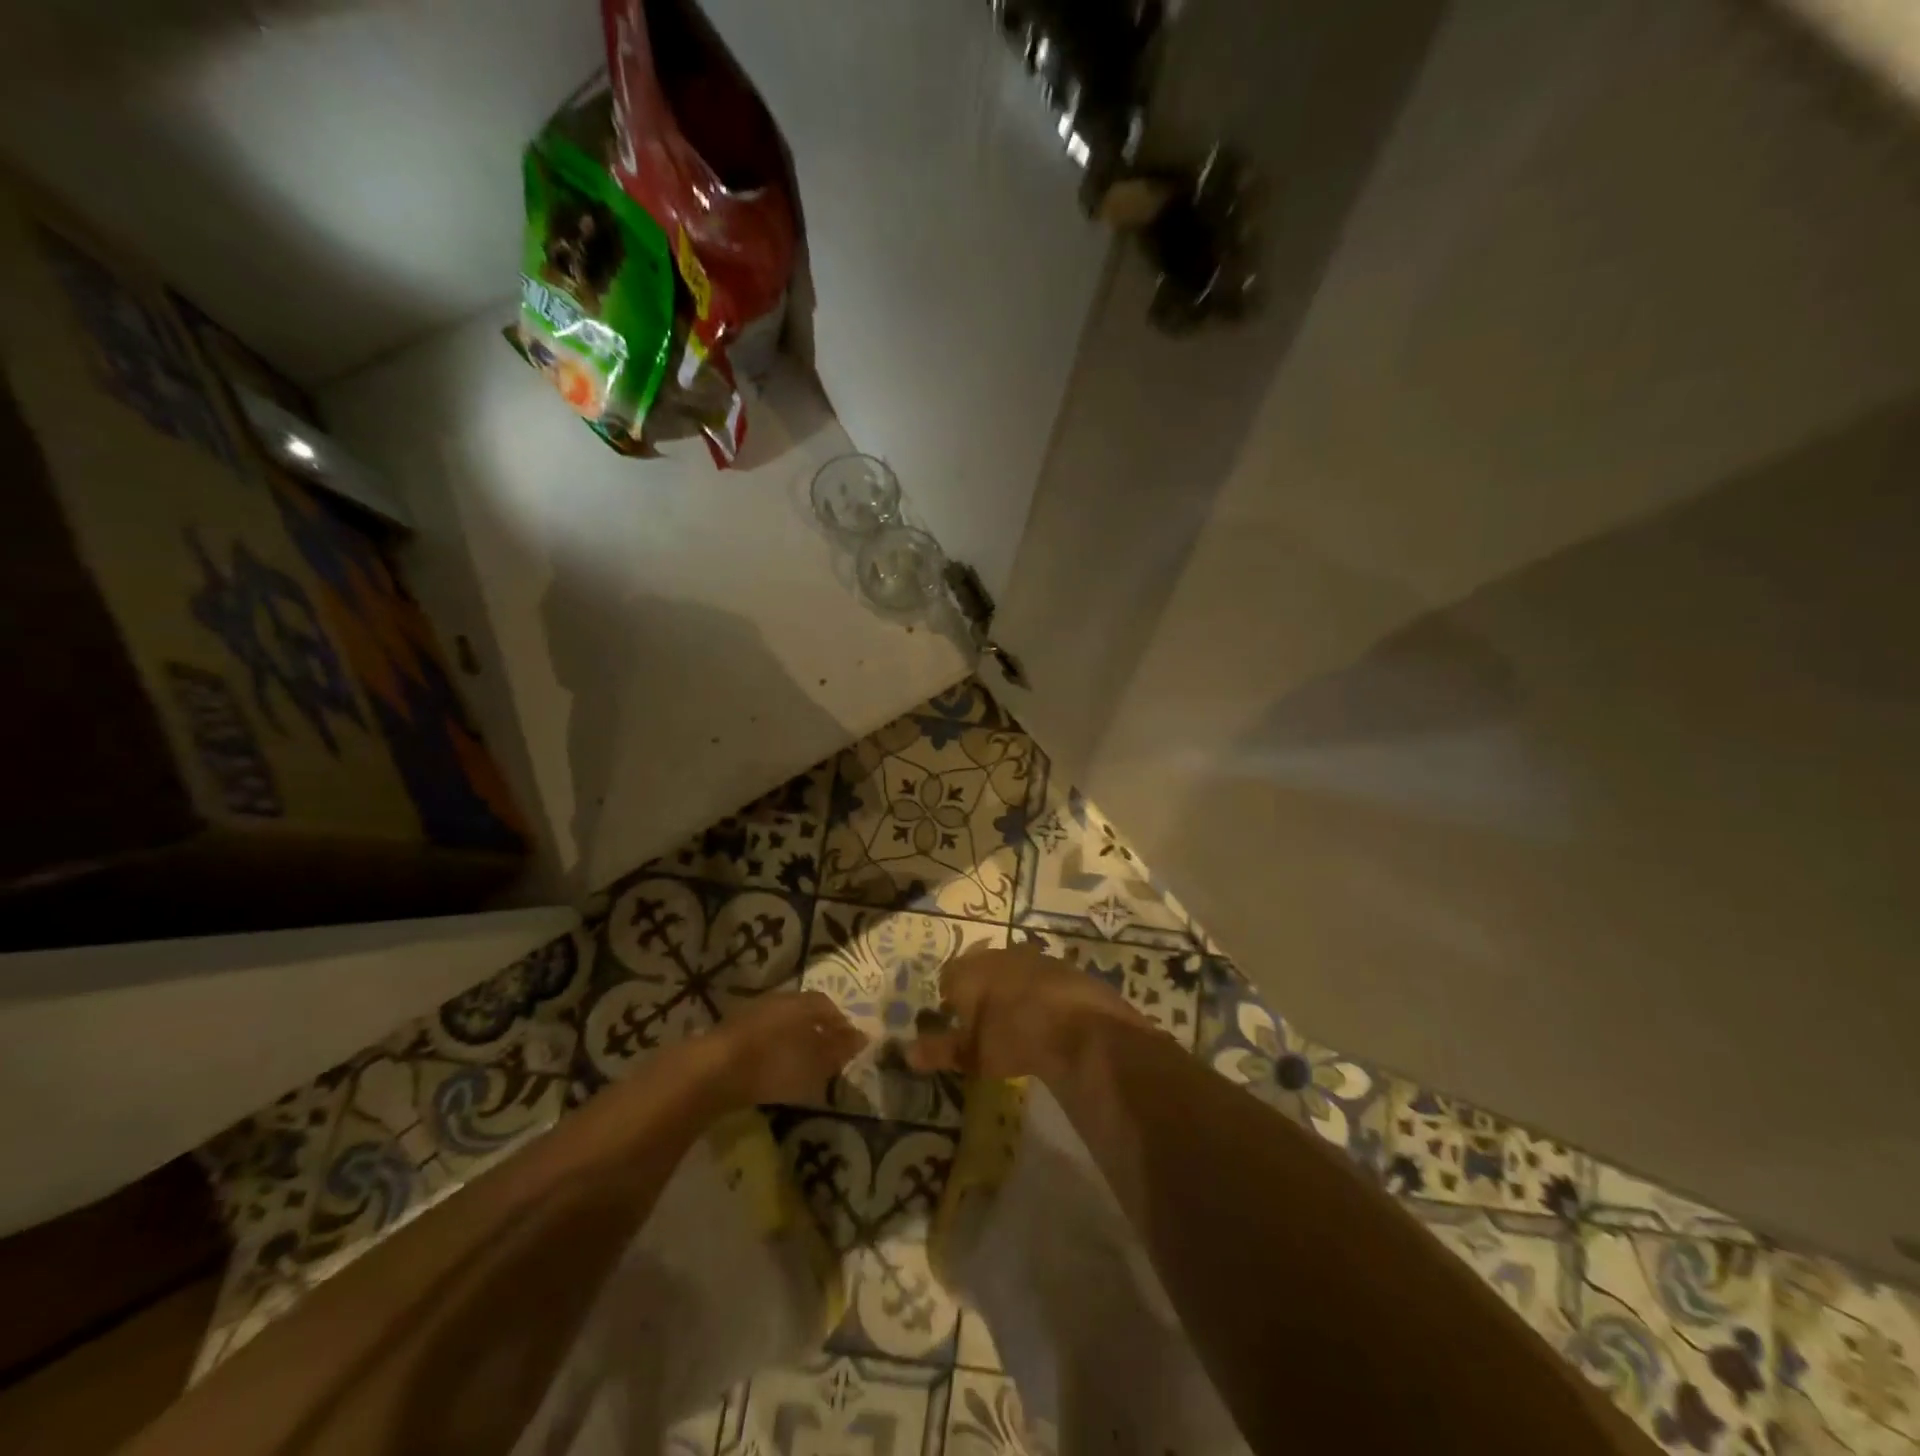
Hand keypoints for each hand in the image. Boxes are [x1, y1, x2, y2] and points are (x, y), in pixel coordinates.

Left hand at [709, 991, 867, 1105]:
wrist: (712, 1072)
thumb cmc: (773, 1064)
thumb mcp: (814, 1063)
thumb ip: (839, 1049)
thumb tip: (864, 1036)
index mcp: (800, 1002)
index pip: (826, 1005)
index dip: (840, 1023)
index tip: (848, 1044)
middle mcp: (777, 1000)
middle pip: (803, 1011)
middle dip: (816, 1030)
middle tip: (826, 1054)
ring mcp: (751, 1013)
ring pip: (781, 1022)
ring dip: (793, 1039)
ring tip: (800, 1064)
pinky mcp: (730, 1033)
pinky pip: (762, 1035)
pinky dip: (772, 1048)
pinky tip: (771, 1068)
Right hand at [906, 943, 1148, 1081]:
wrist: (1079, 1024)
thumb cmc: (1012, 1036)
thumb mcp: (972, 1053)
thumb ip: (940, 1050)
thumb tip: (907, 1053)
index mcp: (968, 970)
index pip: (948, 977)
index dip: (949, 999)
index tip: (956, 1022)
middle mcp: (997, 954)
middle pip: (979, 967)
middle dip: (979, 989)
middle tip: (984, 1020)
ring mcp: (1032, 956)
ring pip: (1011, 969)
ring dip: (1010, 988)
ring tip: (1016, 1019)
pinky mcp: (1062, 966)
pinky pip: (1041, 976)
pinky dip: (1039, 992)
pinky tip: (1046, 1017)